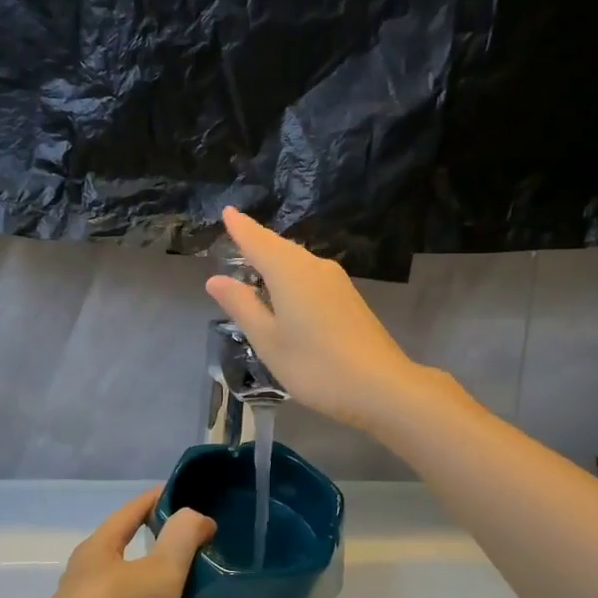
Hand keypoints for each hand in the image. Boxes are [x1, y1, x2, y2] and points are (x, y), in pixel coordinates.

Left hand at [44, 489, 233, 597]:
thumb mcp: (157, 566)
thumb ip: (183, 538)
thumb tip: (200, 519)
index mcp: (103, 549)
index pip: (133, 513)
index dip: (160, 500)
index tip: (193, 495)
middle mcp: (104, 581)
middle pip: (149, 564)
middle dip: (185, 561)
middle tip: (221, 555)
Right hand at [206, 207, 426, 432]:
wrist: (381, 386)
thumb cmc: (315, 365)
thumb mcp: (268, 340)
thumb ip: (242, 306)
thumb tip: (216, 279)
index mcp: (289, 271)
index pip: (257, 240)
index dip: (240, 227)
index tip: (227, 211)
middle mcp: (315, 266)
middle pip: (280, 248)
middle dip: (257, 242)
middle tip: (236, 236)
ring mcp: (337, 282)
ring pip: (298, 262)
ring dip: (276, 260)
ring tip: (255, 264)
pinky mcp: (349, 298)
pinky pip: (311, 276)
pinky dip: (292, 276)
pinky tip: (287, 292)